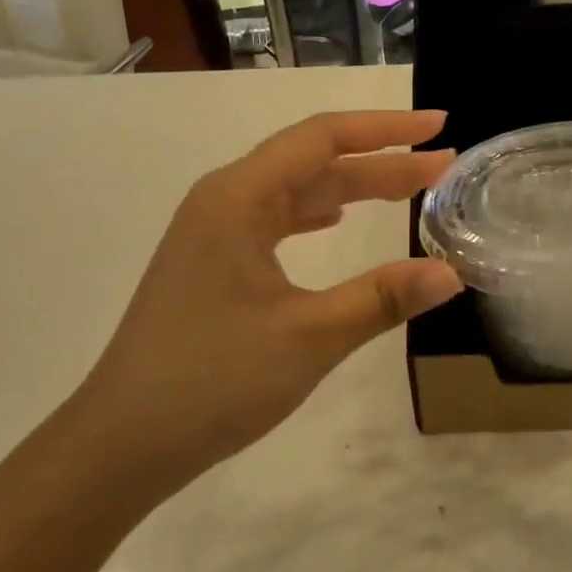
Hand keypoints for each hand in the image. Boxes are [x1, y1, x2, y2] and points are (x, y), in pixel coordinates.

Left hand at [81, 110, 462, 485]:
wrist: (120, 444)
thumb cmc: (212, 381)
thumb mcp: (310, 338)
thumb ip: (382, 299)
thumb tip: (451, 273)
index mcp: (238, 198)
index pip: (323, 137)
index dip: (386, 128)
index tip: (438, 126)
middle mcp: (224, 200)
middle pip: (314, 160)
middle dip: (380, 160)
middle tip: (442, 165)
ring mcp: (215, 231)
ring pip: (297, 190)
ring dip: (353, 187)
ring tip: (408, 188)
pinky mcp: (214, 261)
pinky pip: (277, 218)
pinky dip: (317, 212)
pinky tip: (338, 219)